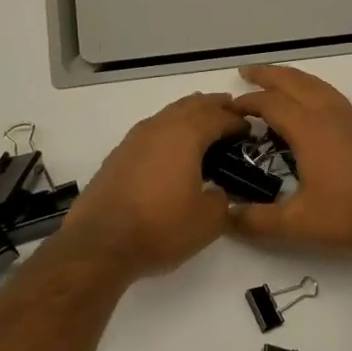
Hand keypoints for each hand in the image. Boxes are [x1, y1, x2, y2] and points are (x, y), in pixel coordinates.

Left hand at [61, 92, 247, 277]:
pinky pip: (151, 132)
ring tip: (204, 126)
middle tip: (231, 112)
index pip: (218, 116)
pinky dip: (169, 132)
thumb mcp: (208, 221)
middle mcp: (158, 128)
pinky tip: (172, 149)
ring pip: (167, 115)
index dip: (237, 120)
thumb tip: (217, 190)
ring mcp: (133, 140)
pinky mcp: (118, 157)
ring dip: (189, 115)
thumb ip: (222, 199)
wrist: (100, 244)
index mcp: (185, 135)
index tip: (251, 130)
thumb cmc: (161, 228)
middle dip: (213, 106)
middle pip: (191, 105)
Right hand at [229, 65, 351, 256]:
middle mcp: (330, 114)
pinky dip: (312, 91)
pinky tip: (311, 106)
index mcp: (309, 128)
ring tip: (276, 81)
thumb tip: (226, 217)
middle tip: (246, 71)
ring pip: (317, 85)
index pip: (270, 103)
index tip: (228, 108)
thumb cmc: (351, 213)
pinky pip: (332, 96)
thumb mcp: (298, 222)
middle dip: (268, 74)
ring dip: (292, 78)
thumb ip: (258, 220)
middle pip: (294, 81)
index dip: (246, 102)